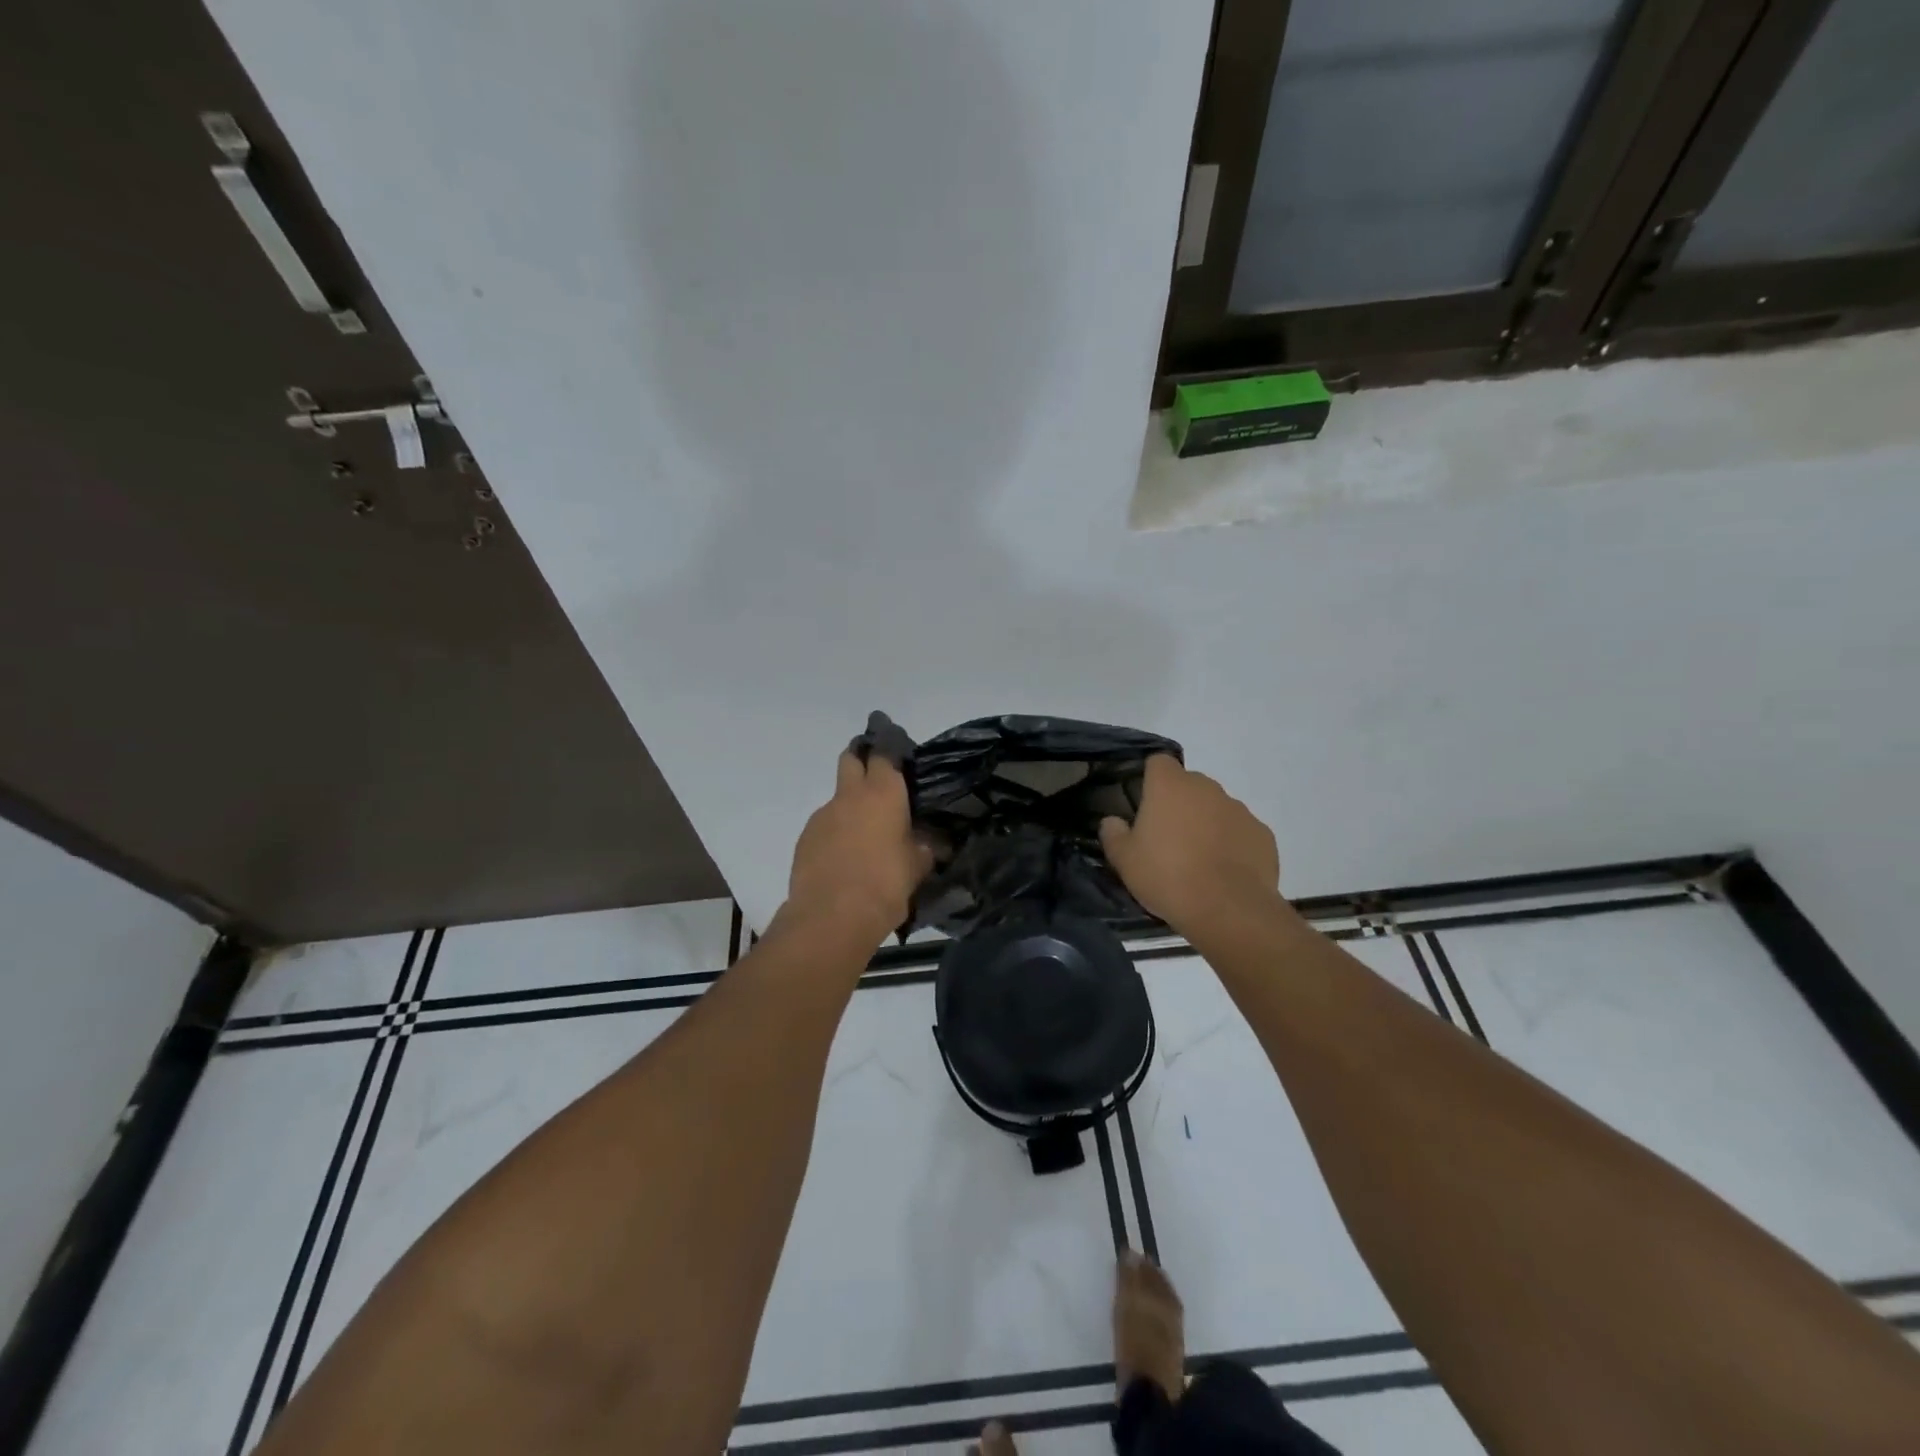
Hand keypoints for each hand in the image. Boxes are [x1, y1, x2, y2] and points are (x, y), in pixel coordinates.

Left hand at [786, 751, 932, 941]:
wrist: (831, 917)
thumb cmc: (885, 885)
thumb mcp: (917, 867)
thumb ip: (922, 847)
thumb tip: (927, 842)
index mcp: (883, 793)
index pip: (884, 753)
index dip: (890, 750)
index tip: (898, 755)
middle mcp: (850, 795)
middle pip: (850, 759)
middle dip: (861, 760)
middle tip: (876, 779)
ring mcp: (822, 815)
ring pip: (837, 797)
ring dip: (849, 806)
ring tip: (865, 836)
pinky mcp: (804, 839)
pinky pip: (825, 826)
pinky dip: (835, 833)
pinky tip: (845, 859)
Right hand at [1100, 756, 1279, 935]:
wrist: (1228, 909)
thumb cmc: (1167, 876)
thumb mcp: (1124, 860)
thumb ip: (1113, 834)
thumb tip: (1112, 821)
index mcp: (1170, 786)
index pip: (1158, 762)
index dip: (1151, 778)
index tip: (1145, 803)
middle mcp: (1206, 788)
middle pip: (1189, 784)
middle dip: (1179, 803)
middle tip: (1167, 837)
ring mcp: (1239, 809)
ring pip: (1216, 807)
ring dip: (1206, 823)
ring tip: (1198, 859)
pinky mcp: (1262, 833)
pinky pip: (1240, 831)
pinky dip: (1232, 843)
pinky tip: (1224, 871)